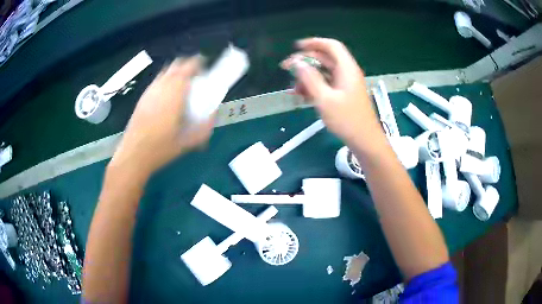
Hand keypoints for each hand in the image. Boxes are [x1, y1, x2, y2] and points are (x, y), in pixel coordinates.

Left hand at [110, 56, 214, 177]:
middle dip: (187, 66)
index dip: (198, 64)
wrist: (134, 155)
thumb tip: (213, 115)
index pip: (188, 67)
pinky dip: (165, 82)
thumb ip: (204, 128)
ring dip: (176, 73)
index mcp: (174, 94)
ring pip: (165, 72)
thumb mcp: (188, 142)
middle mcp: (161, 87)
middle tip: (195, 77)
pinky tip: (167, 97)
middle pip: (176, 65)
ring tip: (182, 86)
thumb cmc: (161, 149)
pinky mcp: (142, 98)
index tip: (205, 69)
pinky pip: (157, 82)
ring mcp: (149, 92)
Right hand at [281, 38, 381, 144]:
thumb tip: (296, 63)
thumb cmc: (347, 120)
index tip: (296, 47)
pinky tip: (302, 96)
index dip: (313, 42)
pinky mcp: (344, 94)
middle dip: (305, 62)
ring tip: (293, 89)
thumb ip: (310, 79)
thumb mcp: (325, 99)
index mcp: (346, 69)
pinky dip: (314, 87)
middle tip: (287, 69)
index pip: (331, 46)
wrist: (365, 141)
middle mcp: (347, 73)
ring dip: (307, 77)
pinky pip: (326, 84)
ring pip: (324, 72)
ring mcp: (346, 84)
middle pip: (325, 58)